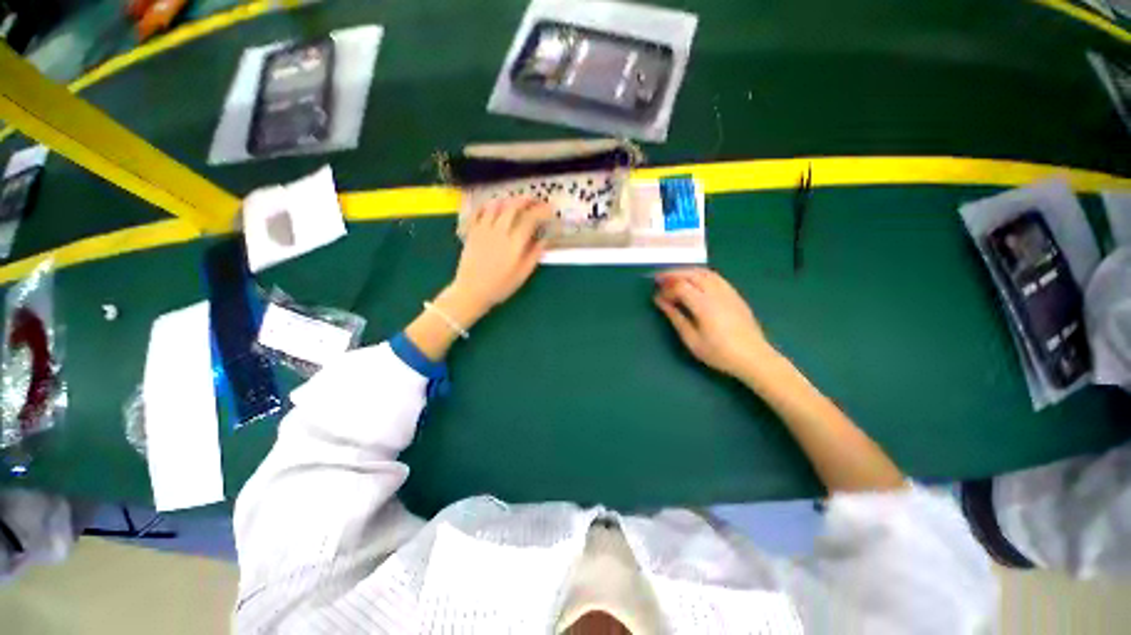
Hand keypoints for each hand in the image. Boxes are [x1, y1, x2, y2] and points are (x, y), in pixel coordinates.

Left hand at [446, 197, 551, 322]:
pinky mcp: (472, 231)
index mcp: (514, 244)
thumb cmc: (500, 286)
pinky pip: (479, 211)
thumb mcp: (523, 274)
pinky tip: (494, 207)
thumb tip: (545, 239)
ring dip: (509, 200)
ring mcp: (483, 229)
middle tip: (535, 201)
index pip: (530, 219)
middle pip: (513, 206)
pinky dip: (489, 205)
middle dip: (527, 200)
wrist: (471, 291)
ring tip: (516, 203)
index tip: (550, 210)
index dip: (542, 211)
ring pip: (496, 204)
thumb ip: (534, 255)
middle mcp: (499, 231)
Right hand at [653, 268, 776, 377]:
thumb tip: (661, 301)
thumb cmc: (719, 353)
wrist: (754, 358)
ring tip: (674, 278)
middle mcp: (716, 293)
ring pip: (704, 272)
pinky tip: (694, 282)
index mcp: (704, 305)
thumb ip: (676, 317)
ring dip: (687, 271)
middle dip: (673, 273)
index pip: (680, 286)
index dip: (666, 288)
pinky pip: (715, 277)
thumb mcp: (692, 340)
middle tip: (659, 279)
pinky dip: (700, 274)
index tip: (656, 295)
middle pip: (692, 274)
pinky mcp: (735, 295)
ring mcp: (728, 291)